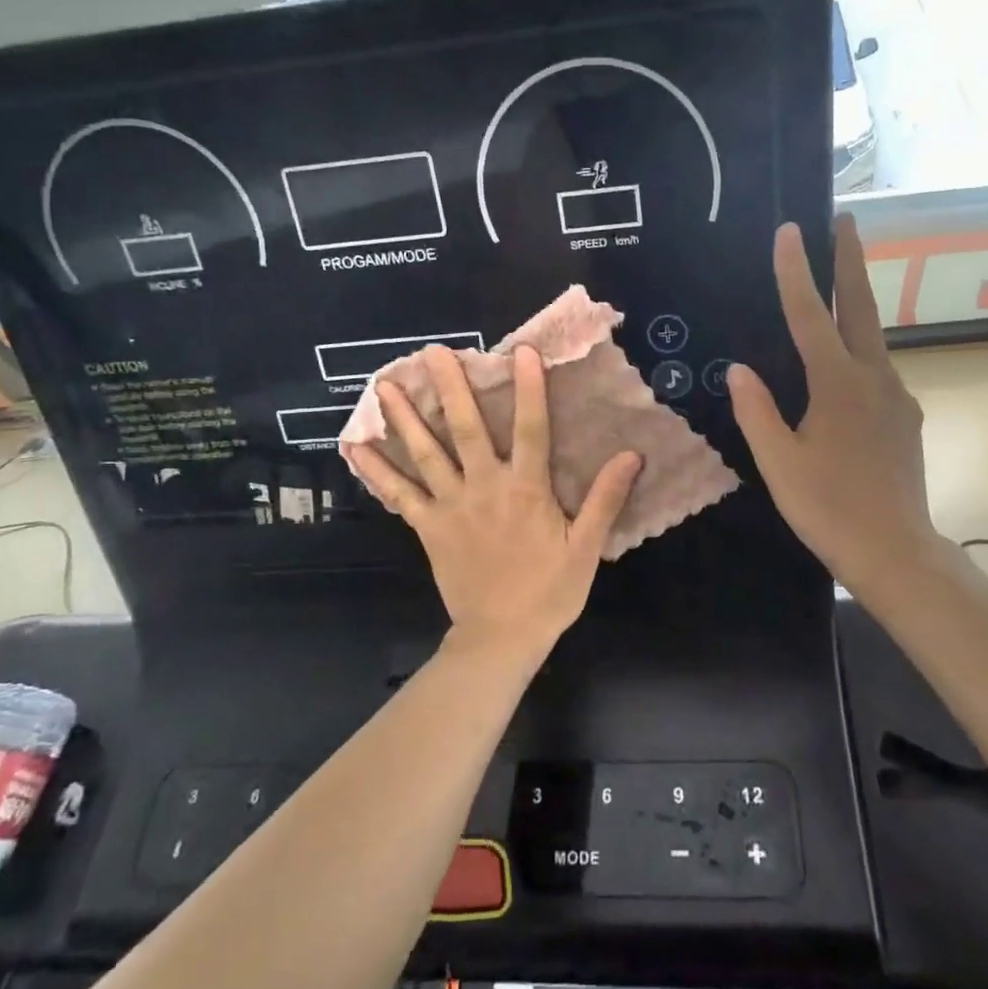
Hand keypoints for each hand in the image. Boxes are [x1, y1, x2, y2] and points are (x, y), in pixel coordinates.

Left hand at [347, 345, 641, 666]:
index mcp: (526, 490)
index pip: (531, 429)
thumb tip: (631, 454)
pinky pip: (399, 495)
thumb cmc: (549, 591)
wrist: (501, 637)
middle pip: (466, 429)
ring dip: (405, 418)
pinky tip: (355, 448)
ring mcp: (450, 506)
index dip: (528, 389)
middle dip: (450, 388)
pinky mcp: (427, 527)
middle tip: (432, 352)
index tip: (521, 351)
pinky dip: (377, 471)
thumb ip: (605, 499)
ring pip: (426, 454)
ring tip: (385, 386)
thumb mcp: (586, 547)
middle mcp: (485, 487)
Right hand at [729, 215, 936, 591]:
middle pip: (861, 308)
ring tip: (835, 290)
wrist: (896, 551)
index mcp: (839, 384)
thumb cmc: (828, 507)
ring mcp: (897, 397)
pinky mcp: (906, 417)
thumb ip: (757, 411)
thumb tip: (739, 369)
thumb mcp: (778, 462)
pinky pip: (878, 372)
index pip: (811, 316)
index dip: (796, 272)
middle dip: (851, 262)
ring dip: (854, 307)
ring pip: (872, 340)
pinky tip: (843, 369)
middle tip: (845, 221)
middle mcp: (875, 378)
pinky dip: (858, 353)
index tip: (790, 231)